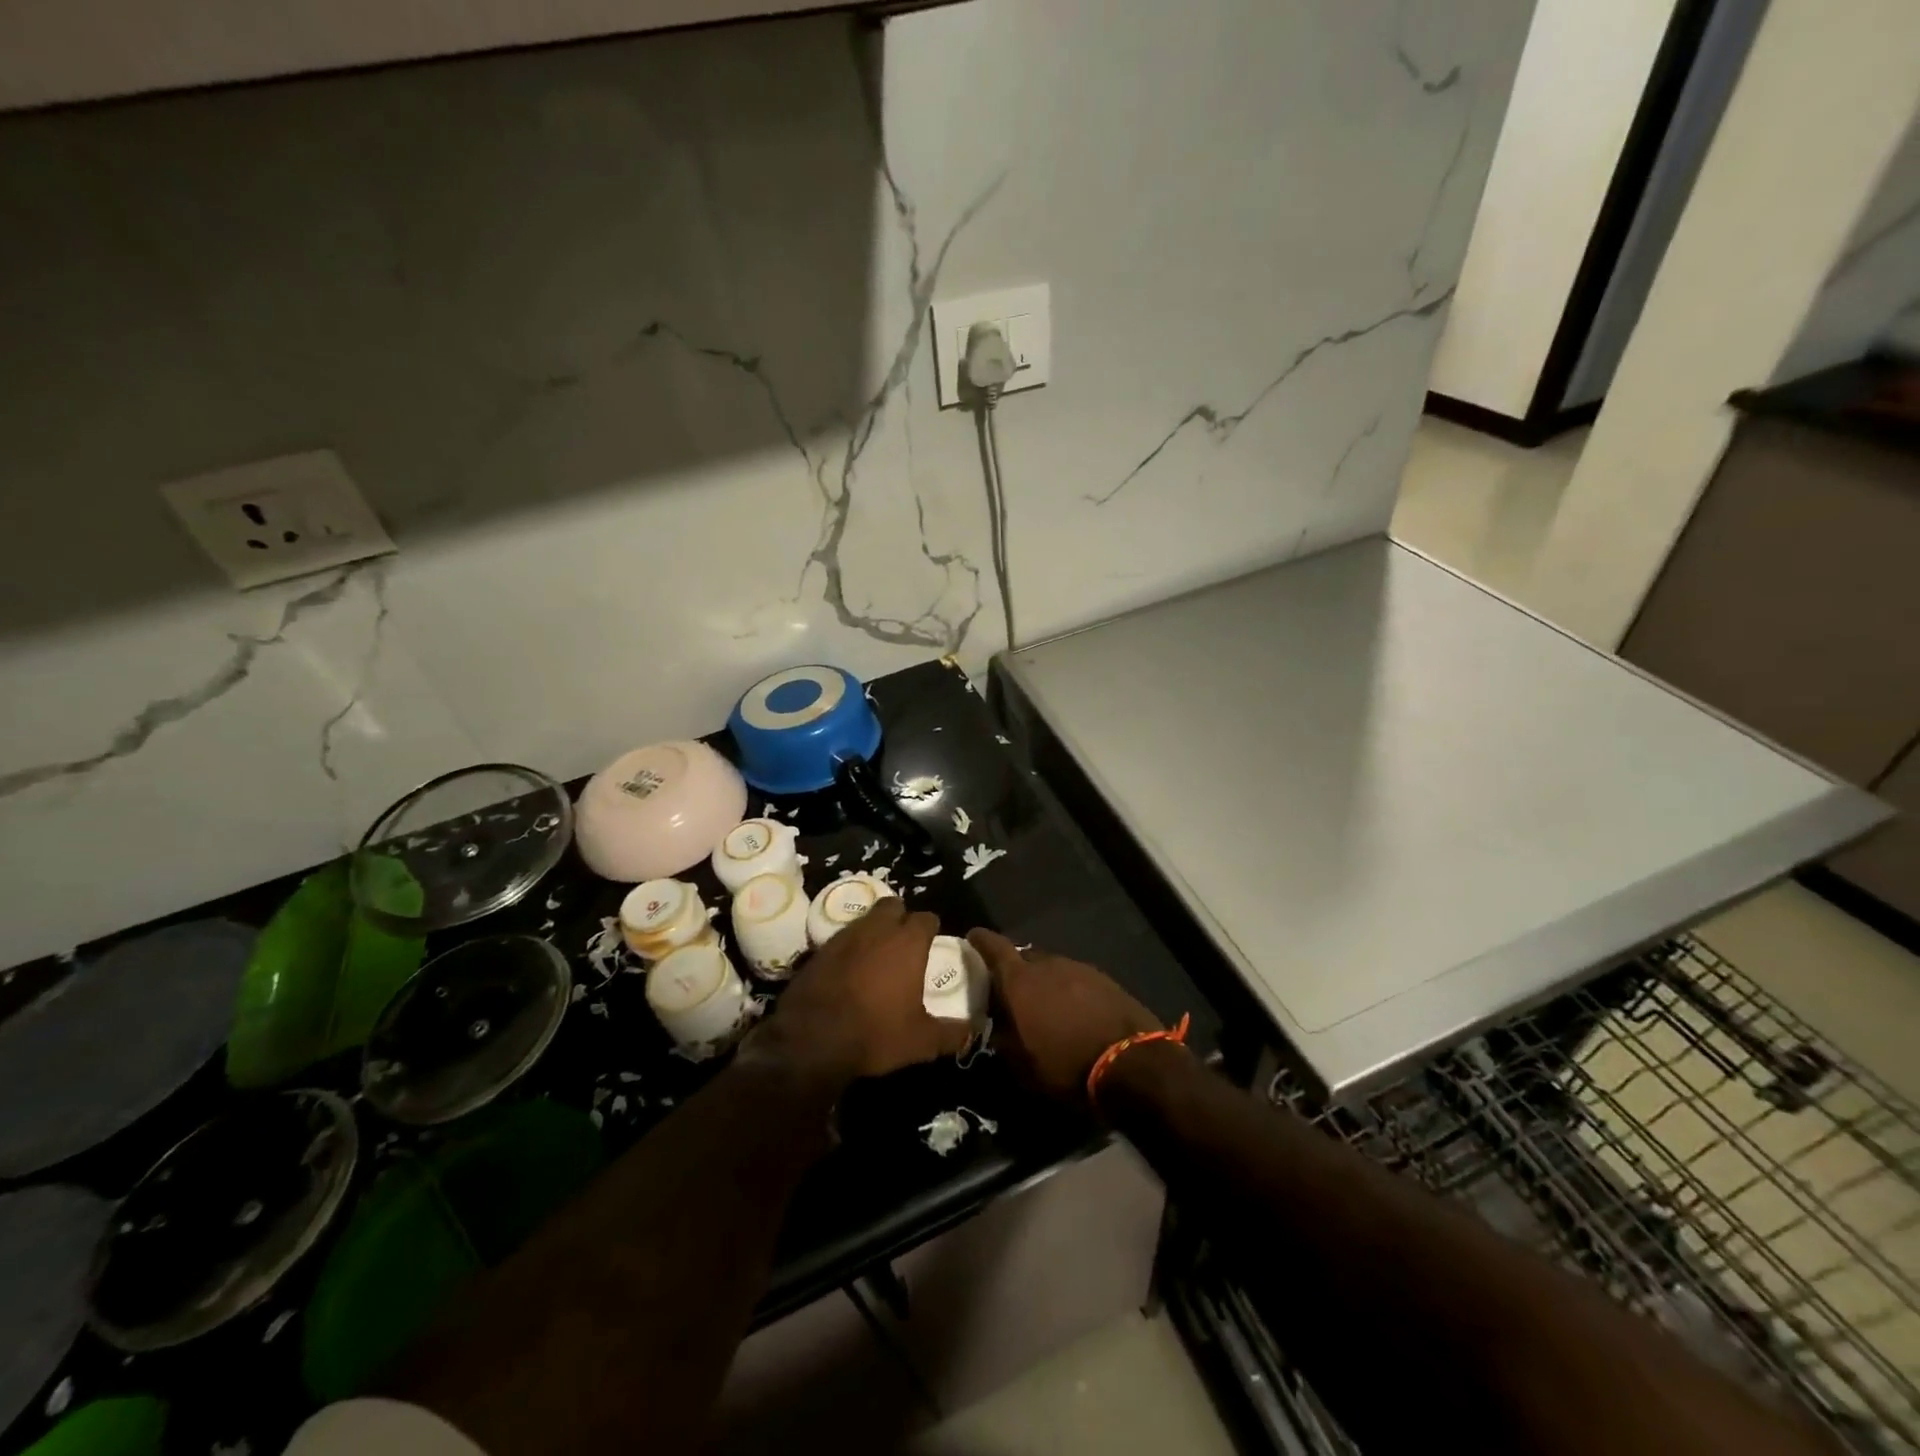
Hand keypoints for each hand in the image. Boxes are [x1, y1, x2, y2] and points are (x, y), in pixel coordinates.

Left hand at [758, 898, 968, 1089]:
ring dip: (874, 929)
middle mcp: (877, 929)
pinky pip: (842, 938)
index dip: (931, 928)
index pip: (926, 918)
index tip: (933, 942)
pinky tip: (850, 968)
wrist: (811, 1039)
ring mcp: (845, 936)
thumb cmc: (875, 1033)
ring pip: (865, 918)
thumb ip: (951, 1034)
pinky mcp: (819, 949)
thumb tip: (973, 1031)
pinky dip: (850, 946)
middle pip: (893, 905)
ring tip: (877, 953)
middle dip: (901, 917)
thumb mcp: (921, 1041)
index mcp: (907, 942)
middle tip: (904, 941)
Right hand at [967, 929, 1159, 1107]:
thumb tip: (993, 1027)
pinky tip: (1072, 1010)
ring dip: (1042, 980)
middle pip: (1022, 956)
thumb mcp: (1023, 1065)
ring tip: (1042, 1003)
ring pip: (1050, 967)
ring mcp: (1078, 968)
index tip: (971, 940)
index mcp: (1020, 981)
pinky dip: (1067, 988)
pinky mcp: (1104, 978)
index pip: (993, 946)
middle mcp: (1047, 964)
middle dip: (1013, 969)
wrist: (1133, 1063)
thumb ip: (1002, 1039)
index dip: (980, 941)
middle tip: (1008, 989)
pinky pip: (1074, 977)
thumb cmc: (1067, 1066)